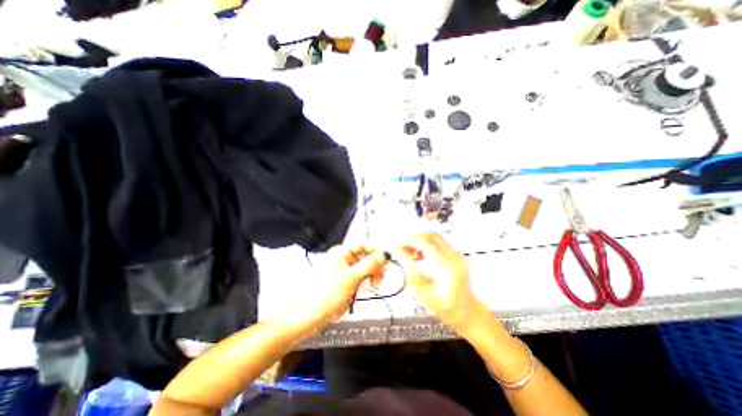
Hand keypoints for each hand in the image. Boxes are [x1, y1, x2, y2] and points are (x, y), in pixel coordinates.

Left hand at [292, 245, 388, 328]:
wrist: (313, 314)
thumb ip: (369, 264)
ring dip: (374, 273)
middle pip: (367, 255)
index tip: (386, 261)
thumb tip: (384, 254)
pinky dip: (369, 279)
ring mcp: (347, 269)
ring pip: (367, 266)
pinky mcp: (349, 279)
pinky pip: (363, 275)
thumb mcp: (352, 277)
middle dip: (376, 265)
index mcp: (342, 252)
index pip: (365, 245)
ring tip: (375, 285)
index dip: (377, 251)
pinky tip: (370, 286)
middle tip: (380, 278)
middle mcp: (345, 257)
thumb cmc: (330, 292)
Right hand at [400, 234, 488, 334]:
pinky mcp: (457, 257)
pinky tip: (420, 254)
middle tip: (403, 245)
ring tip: (409, 250)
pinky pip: (440, 244)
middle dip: (415, 238)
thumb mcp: (424, 292)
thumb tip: (401, 253)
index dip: (410, 241)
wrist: (468, 313)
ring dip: (421, 241)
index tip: (400, 243)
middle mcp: (454, 258)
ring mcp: (457, 256)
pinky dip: (428, 245)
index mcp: (446, 267)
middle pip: (431, 237)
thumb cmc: (447, 307)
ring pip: (436, 238)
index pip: (426, 243)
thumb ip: (411, 270)